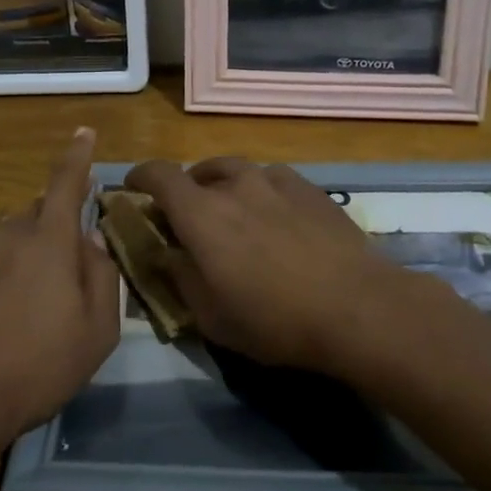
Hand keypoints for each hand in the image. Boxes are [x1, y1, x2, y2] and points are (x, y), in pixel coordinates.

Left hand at [0, 128, 120, 441]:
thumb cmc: (38, 366)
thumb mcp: (97, 330)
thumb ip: (102, 276)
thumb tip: (92, 243)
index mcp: (50, 242)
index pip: (66, 184)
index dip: (78, 157)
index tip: (84, 131)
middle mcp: (9, 235)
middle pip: (39, 216)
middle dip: (56, 231)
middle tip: (65, 277)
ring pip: (10, 241)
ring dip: (26, 258)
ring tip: (28, 309)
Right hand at [124, 157, 441, 380]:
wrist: (357, 307)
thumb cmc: (275, 319)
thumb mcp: (211, 316)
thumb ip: (180, 278)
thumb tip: (167, 254)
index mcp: (201, 213)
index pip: (159, 175)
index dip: (140, 176)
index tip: (133, 187)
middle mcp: (235, 185)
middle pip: (198, 171)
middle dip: (186, 188)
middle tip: (189, 216)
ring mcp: (276, 181)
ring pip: (238, 171)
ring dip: (224, 185)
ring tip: (232, 211)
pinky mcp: (310, 189)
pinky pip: (272, 179)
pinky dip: (261, 191)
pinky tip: (275, 216)